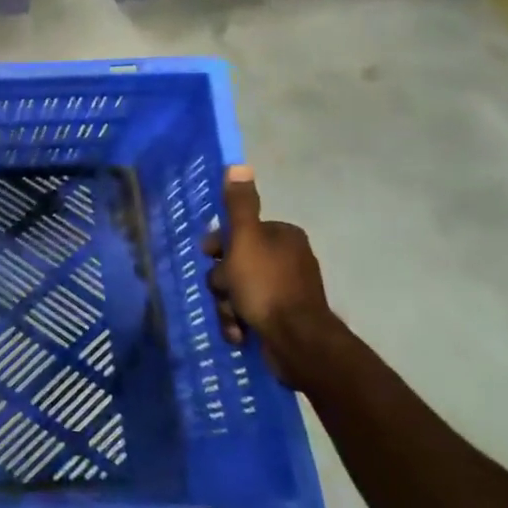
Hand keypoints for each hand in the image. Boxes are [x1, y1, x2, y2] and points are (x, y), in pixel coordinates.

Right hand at [202, 166, 332, 388]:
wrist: (297, 341)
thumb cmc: (266, 285)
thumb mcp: (245, 240)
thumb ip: (239, 206)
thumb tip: (238, 165)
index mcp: (282, 236)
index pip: (238, 232)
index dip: (219, 246)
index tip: (210, 257)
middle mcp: (287, 258)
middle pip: (235, 263)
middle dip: (223, 282)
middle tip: (224, 292)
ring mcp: (286, 290)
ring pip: (238, 290)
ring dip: (228, 305)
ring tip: (234, 319)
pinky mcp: (282, 317)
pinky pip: (250, 312)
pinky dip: (240, 321)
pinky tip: (240, 332)